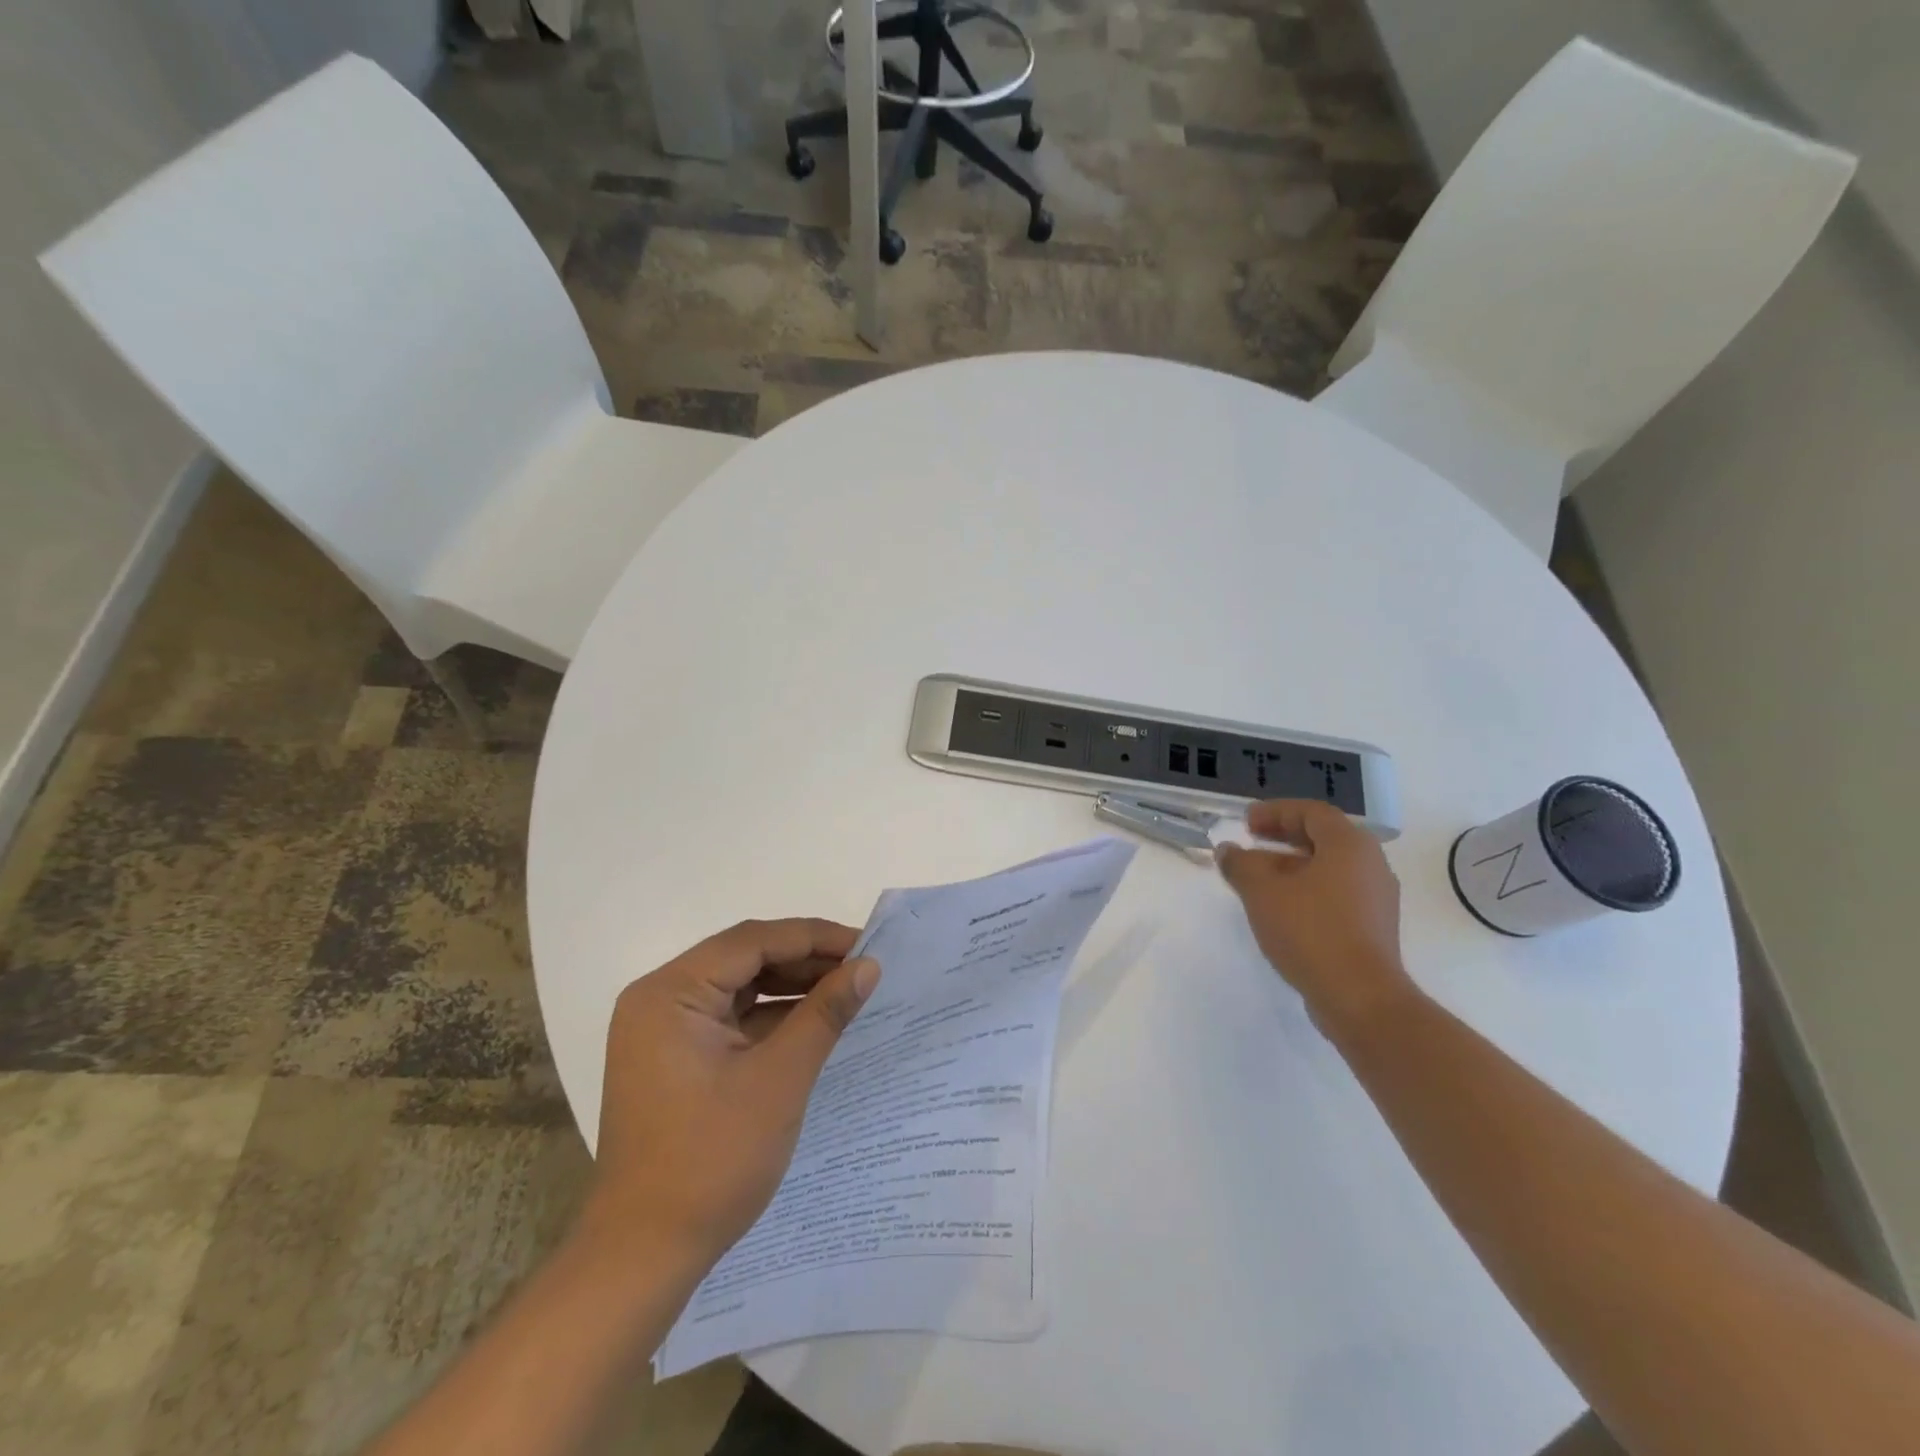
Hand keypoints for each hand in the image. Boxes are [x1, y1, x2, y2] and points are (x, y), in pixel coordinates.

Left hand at [582, 918, 879, 1267]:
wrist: (645, 1256)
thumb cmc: (711, 1160)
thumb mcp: (780, 1079)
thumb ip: (825, 1013)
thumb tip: (869, 967)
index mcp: (671, 993)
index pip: (752, 941)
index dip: (814, 937)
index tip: (866, 945)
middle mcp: (661, 1000)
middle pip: (744, 958)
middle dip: (806, 960)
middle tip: (862, 967)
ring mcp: (665, 1031)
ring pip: (740, 987)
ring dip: (792, 987)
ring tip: (847, 989)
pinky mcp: (676, 1058)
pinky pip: (732, 1018)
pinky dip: (773, 1017)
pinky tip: (814, 1020)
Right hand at [1215, 799, 1414, 1035]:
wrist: (1360, 997)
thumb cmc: (1310, 931)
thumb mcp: (1262, 892)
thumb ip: (1240, 864)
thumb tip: (1228, 850)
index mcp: (1349, 845)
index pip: (1312, 812)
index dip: (1275, 812)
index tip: (1245, 822)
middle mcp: (1370, 864)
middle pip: (1323, 838)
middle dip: (1282, 837)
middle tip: (1251, 841)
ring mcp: (1376, 898)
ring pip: (1329, 869)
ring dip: (1291, 866)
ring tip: (1257, 879)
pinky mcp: (1373, 928)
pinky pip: (1336, 894)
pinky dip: (1306, 890)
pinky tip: (1280, 909)